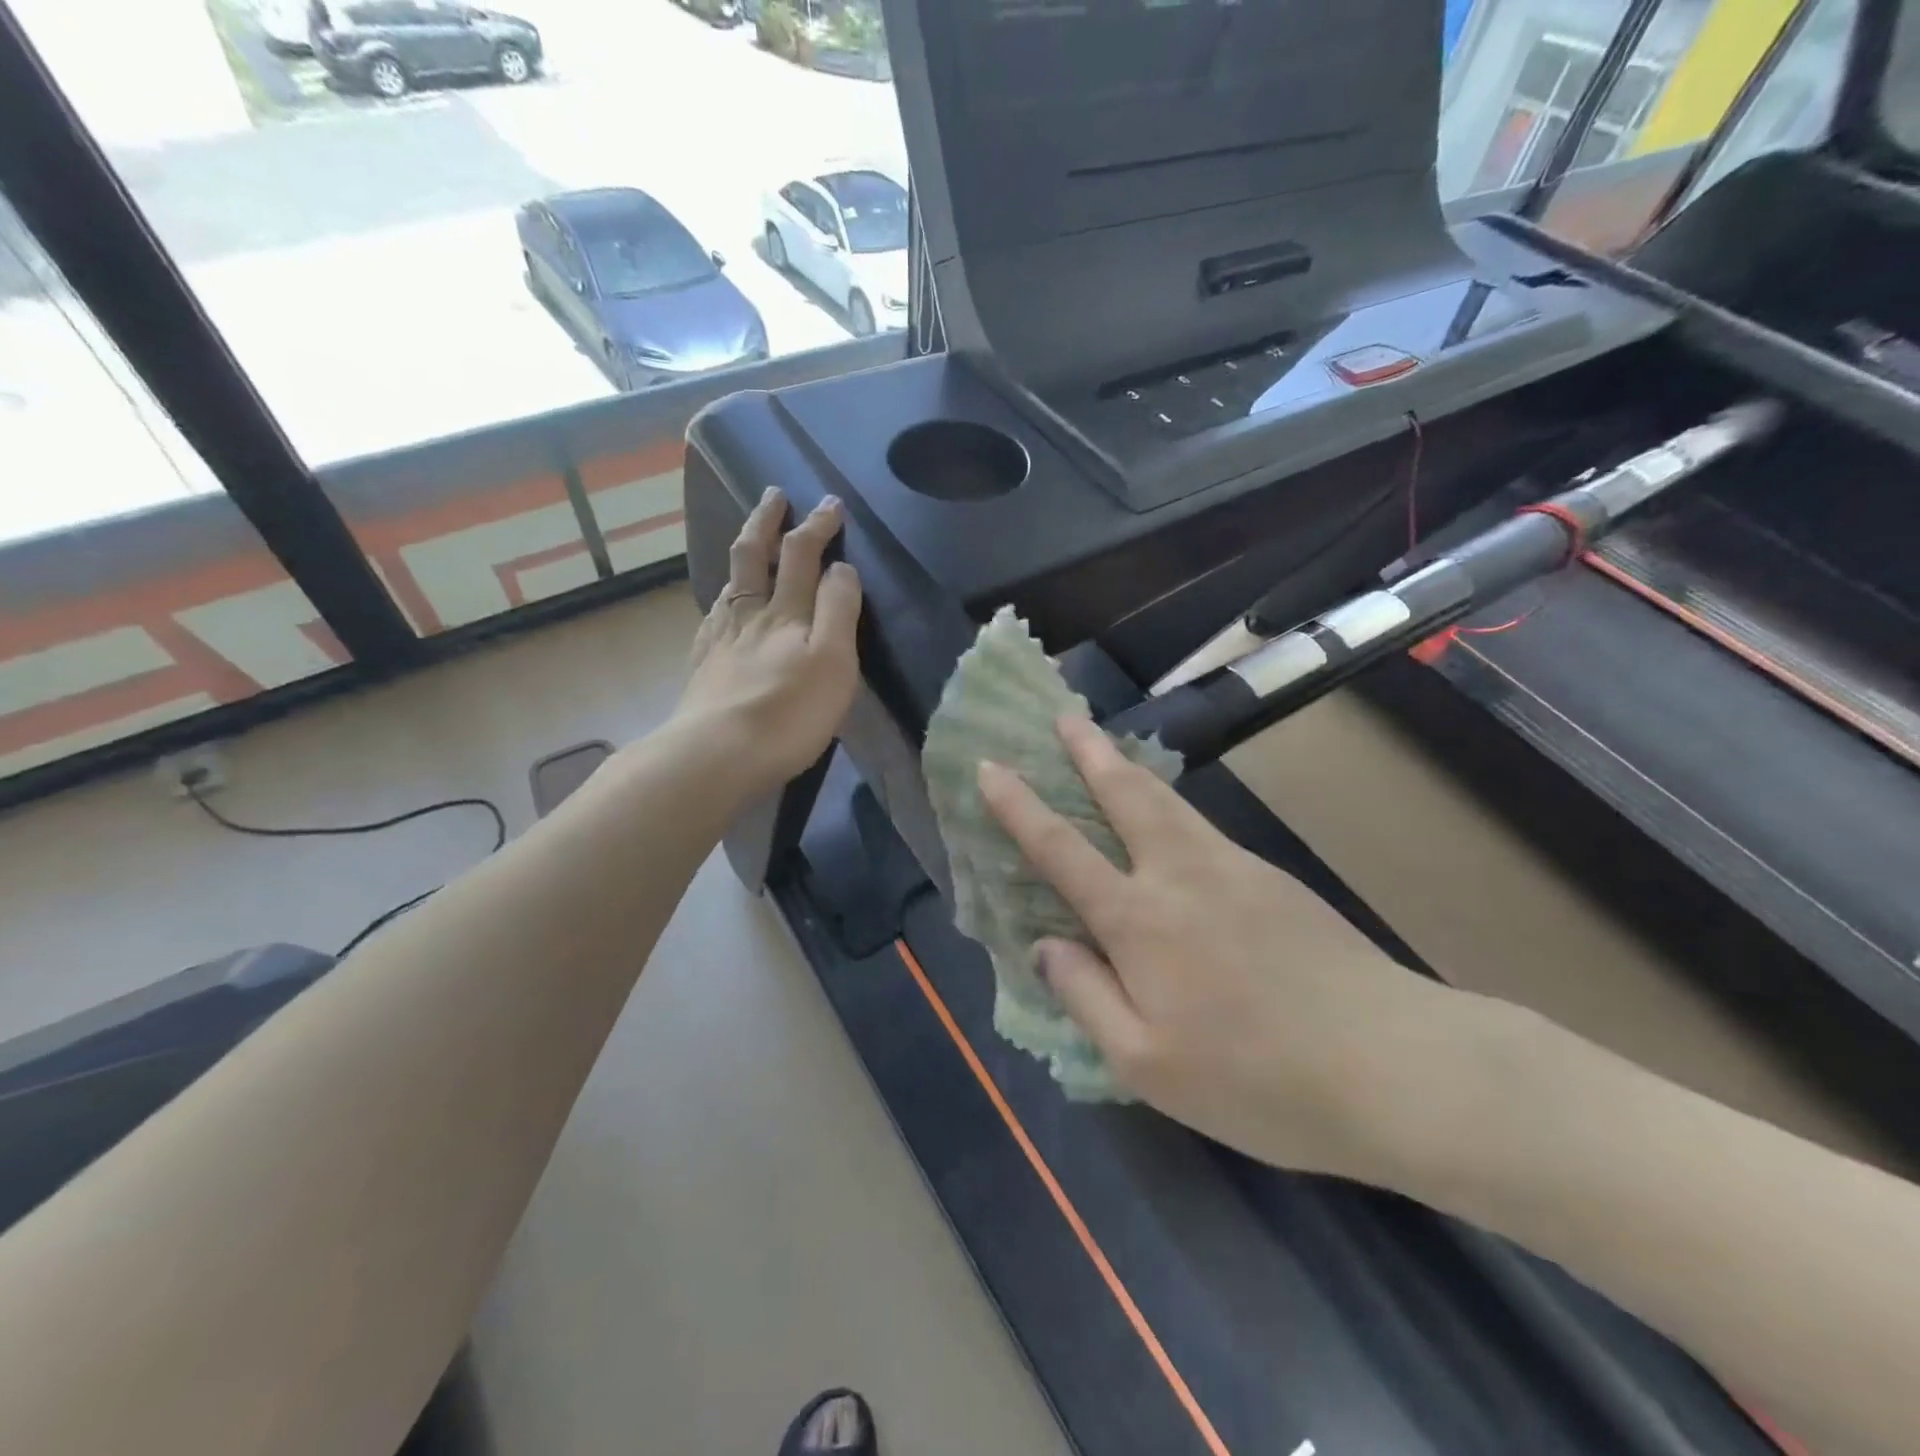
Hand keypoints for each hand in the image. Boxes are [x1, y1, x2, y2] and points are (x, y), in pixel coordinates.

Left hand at [673, 487, 862, 796]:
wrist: (718, 755)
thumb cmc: (790, 712)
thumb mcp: (834, 660)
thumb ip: (839, 610)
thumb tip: (840, 567)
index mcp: (786, 612)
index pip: (802, 555)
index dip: (818, 526)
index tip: (831, 504)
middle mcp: (750, 615)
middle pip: (754, 556)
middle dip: (767, 520)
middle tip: (774, 494)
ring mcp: (720, 640)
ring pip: (730, 584)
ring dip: (742, 555)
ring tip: (749, 543)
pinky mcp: (704, 667)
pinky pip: (715, 618)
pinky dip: (724, 599)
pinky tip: (723, 608)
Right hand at [978, 716, 1471, 1183]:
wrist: (1394, 1067)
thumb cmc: (1258, 1080)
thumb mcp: (1147, 1066)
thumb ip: (1086, 996)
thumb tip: (1045, 944)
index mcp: (1138, 922)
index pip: (1059, 850)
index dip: (1017, 806)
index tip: (990, 766)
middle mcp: (1179, 875)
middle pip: (1123, 795)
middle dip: (1086, 751)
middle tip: (1063, 716)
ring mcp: (1232, 868)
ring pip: (1167, 801)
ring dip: (1127, 767)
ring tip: (1106, 745)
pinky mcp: (1273, 878)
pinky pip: (1202, 827)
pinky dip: (1170, 805)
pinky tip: (1170, 819)